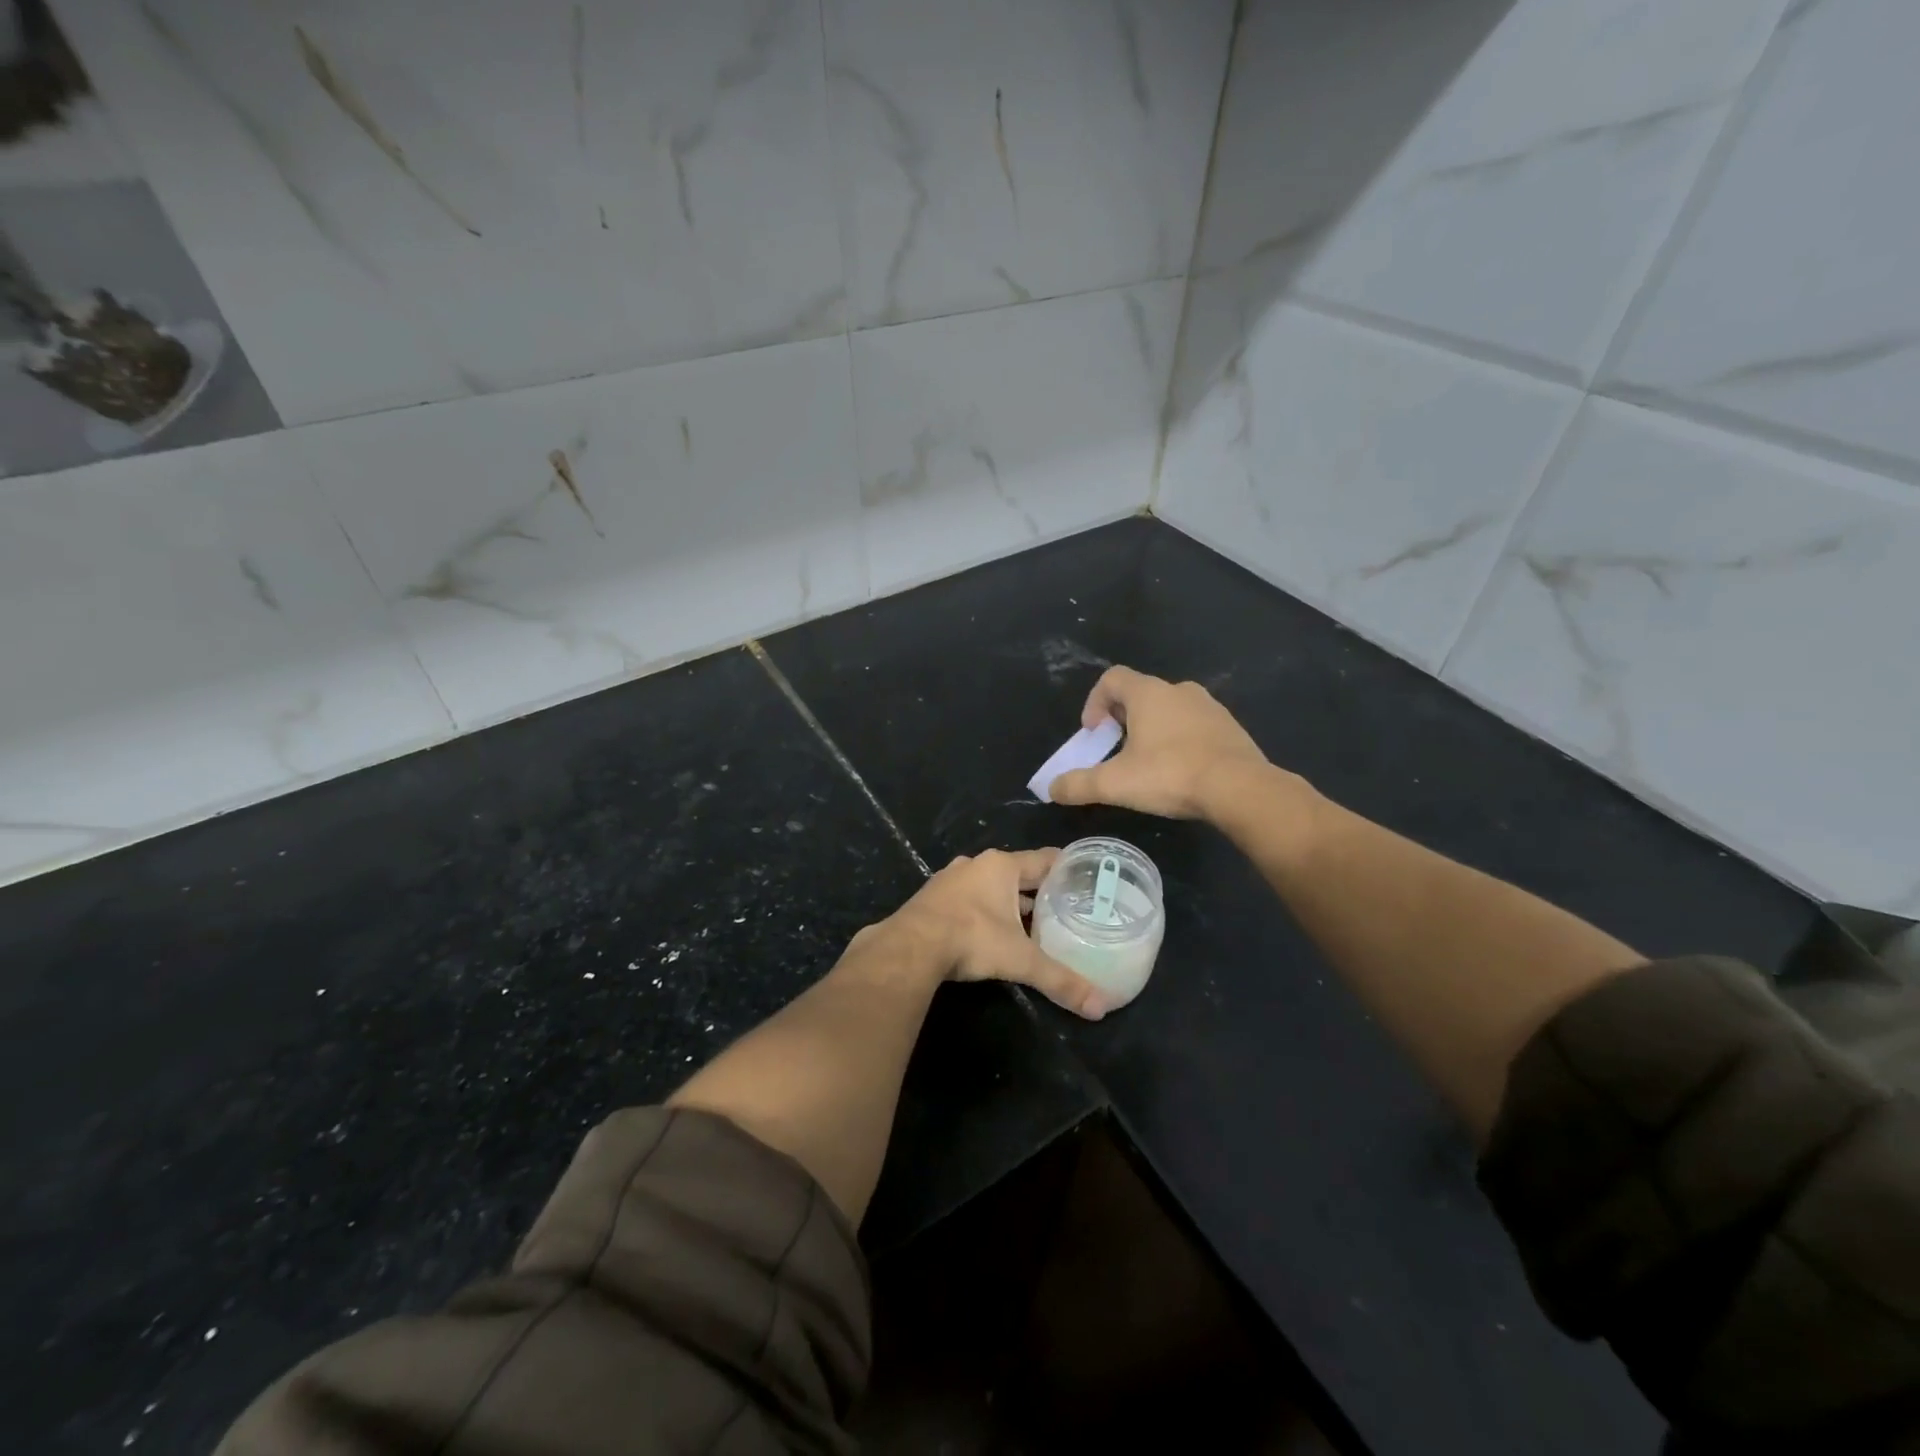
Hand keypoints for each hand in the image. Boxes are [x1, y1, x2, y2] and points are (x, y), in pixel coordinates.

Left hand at [884, 848, 1111, 1018]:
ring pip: (991, 886)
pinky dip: (984, 910)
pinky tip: (992, 931)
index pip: (1045, 859)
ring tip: (1032, 923)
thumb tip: (1100, 1007)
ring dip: (1009, 901)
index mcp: (1001, 865)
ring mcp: (950, 879)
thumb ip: (1060, 980)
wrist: (910, 947)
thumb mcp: (1020, 960)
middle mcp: (976, 864)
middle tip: (1064, 908)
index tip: (1087, 879)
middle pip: (1017, 872)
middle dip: (1038, 891)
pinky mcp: (933, 898)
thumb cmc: (972, 939)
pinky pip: (969, 898)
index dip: (1067, 868)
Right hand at [1050, 666, 1273, 820]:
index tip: (1094, 733)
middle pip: (1140, 693)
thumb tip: (1052, 789)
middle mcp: (1179, 690)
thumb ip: (1078, 784)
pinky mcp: (1230, 727)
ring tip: (1148, 763)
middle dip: (1122, 719)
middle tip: (1116, 749)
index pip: (1112, 678)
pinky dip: (1180, 740)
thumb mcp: (1115, 784)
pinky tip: (1181, 770)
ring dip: (1152, 729)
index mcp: (1148, 694)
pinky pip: (1195, 725)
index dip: (1095, 702)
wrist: (1240, 788)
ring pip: (1169, 709)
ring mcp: (1209, 706)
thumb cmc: (1170, 775)